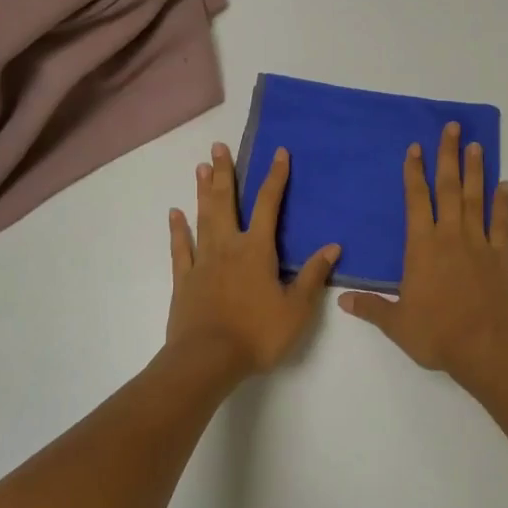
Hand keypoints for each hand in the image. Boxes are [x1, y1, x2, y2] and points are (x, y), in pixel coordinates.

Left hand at [166, 141, 339, 379]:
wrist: (207, 360)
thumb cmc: (257, 334)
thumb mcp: (297, 309)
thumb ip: (313, 276)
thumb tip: (333, 246)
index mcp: (257, 250)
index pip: (269, 205)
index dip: (275, 177)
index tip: (279, 152)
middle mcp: (228, 247)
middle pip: (226, 202)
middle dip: (225, 173)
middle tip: (218, 147)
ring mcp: (202, 262)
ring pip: (203, 218)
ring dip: (203, 192)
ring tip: (201, 168)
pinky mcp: (184, 280)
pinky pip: (180, 249)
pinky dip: (178, 230)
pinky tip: (174, 214)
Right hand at [339, 122, 507, 389]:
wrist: (487, 348)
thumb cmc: (437, 333)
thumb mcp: (397, 324)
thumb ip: (370, 307)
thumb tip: (341, 300)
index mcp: (422, 246)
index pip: (416, 200)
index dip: (414, 173)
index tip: (415, 148)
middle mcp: (450, 236)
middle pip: (448, 188)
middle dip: (448, 156)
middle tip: (452, 128)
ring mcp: (479, 244)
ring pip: (476, 198)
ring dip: (475, 171)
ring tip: (475, 145)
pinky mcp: (501, 257)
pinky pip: (501, 224)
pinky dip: (502, 204)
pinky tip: (504, 186)